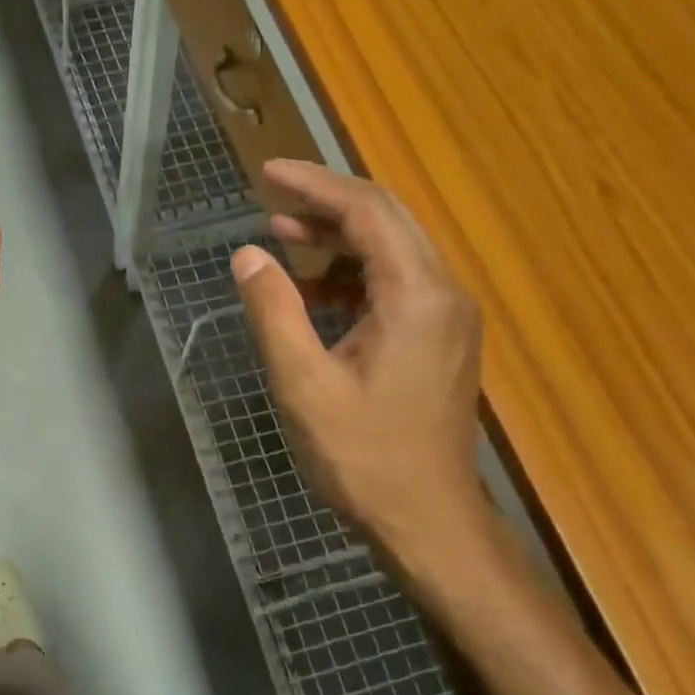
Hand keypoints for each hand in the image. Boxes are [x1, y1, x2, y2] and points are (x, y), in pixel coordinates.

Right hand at [231, 160, 486, 574]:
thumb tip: (247, 255)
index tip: (267, 172)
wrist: (429, 521)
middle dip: (327, 201)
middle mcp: (444, 294)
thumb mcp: (304, 385)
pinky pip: (394, 284)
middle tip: (271, 193)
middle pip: (387, 220)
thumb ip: (274, 312)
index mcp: (418, 297)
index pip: (368, 213)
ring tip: (281, 234)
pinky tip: (310, 289)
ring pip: (392, 250)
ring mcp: (447, 317)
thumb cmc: (365, 458)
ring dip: (337, 237)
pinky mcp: (440, 338)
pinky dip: (351, 274)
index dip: (315, 186)